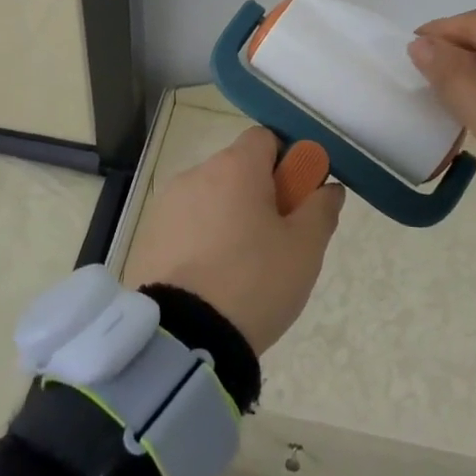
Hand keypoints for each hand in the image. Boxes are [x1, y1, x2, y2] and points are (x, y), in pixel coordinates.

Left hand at [127, 127, 345, 354]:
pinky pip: (185, 226)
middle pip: (236, 170)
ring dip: (228, 218)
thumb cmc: (255, 281)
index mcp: (235, 167)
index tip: (297, 200)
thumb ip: (321, 209)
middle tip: (276, 240)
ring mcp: (165, 206)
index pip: (265, 139)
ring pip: (209, 199)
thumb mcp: (305, 248)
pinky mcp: (147, 237)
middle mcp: (195, 174)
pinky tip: (210, 279)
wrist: (183, 336)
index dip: (287, 162)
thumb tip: (328, 187)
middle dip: (259, 195)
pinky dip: (200, 240)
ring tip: (241, 268)